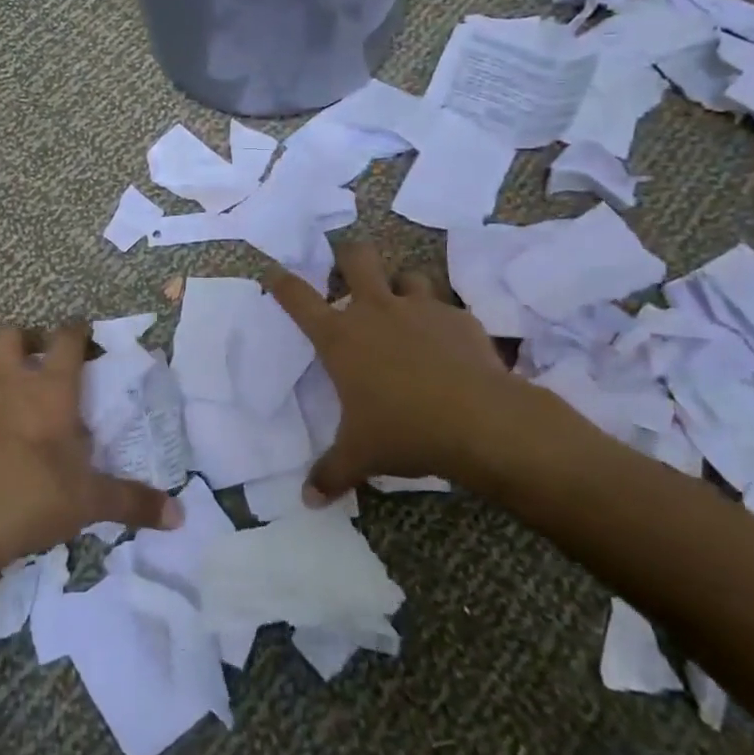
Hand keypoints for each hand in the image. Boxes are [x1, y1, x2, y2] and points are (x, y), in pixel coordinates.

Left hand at [0, 323, 180, 575]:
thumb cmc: (31, 499)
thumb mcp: (89, 502)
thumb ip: (133, 502)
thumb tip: (179, 515)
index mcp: (49, 390)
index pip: (67, 338)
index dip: (79, 330)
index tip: (89, 337)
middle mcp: (9, 384)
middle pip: (12, 334)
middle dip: (29, 339)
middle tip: (44, 361)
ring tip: (11, 395)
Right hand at [266, 242, 592, 502]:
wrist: (480, 421)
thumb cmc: (405, 431)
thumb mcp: (361, 456)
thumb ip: (331, 473)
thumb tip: (308, 500)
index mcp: (341, 337)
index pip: (298, 298)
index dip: (281, 281)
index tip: (273, 271)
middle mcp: (376, 310)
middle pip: (356, 257)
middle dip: (348, 254)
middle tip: (348, 267)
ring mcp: (421, 308)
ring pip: (407, 275)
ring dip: (401, 286)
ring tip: (404, 307)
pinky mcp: (459, 317)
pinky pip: (446, 307)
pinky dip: (442, 320)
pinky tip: (449, 344)